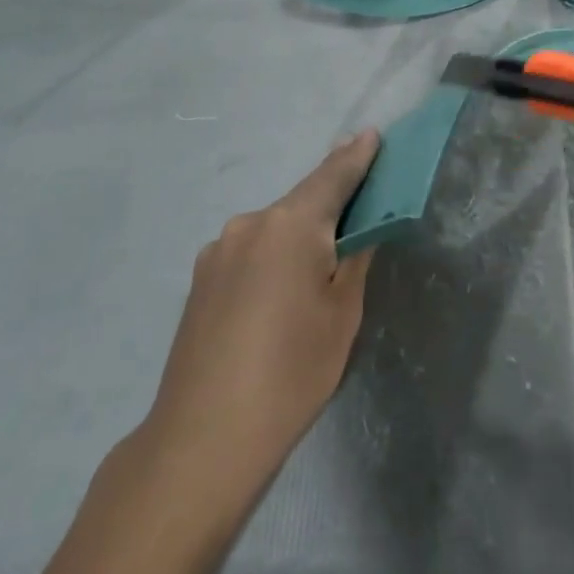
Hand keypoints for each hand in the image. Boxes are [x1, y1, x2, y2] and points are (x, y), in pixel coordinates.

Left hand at [145, 132, 379, 487]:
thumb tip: (358, 225)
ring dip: (297, 234)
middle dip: (329, 200)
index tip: (372, 135)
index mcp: (290, 225)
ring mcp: (219, 249)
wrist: (203, 439)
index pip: (332, 177)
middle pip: (301, 202)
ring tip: (315, 266)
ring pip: (273, 228)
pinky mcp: (201, 277)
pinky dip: (271, 255)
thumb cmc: (291, 373)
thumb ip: (354, 258)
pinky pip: (249, 251)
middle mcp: (250, 223)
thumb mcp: (342, 314)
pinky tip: (275, 292)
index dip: (356, 157)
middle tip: (357, 204)